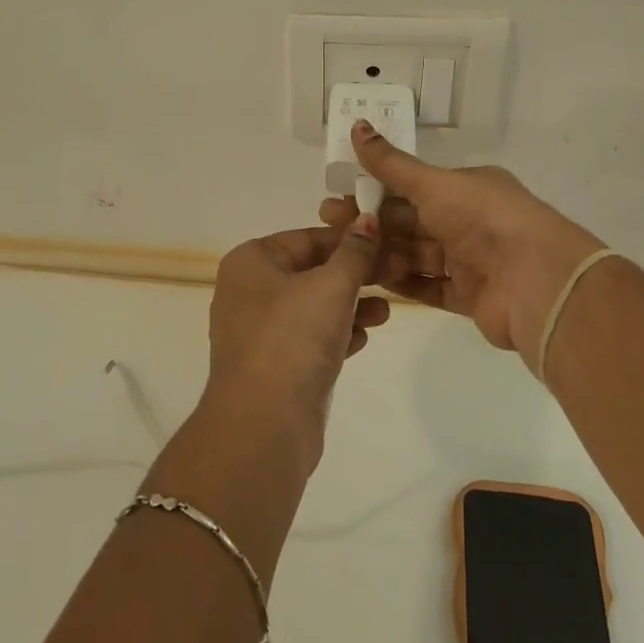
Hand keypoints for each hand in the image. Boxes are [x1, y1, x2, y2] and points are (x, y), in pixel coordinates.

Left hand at [205, 220, 388, 468]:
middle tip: (395, 276)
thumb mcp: (331, 286)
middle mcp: (248, 291)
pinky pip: (309, 338)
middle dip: (354, 275)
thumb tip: (367, 218)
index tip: (388, 244)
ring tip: (385, 313)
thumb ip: (354, 252)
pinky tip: (363, 340)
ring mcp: (258, 331)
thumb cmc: (294, 338)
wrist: (264, 424)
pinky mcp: (272, 365)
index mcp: (251, 262)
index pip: (308, 238)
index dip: (350, 239)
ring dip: (350, 306)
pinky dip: (336, 334)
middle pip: (310, 271)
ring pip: (312, 307)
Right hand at [319, 119, 606, 359]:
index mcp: (467, 188)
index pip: (412, 186)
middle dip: (372, 223)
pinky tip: (370, 281)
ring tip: (345, 256)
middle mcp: (470, 221)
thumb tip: (357, 126)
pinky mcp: (470, 297)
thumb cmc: (484, 219)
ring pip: (417, 255)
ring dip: (383, 253)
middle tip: (329, 226)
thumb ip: (392, 165)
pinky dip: (402, 283)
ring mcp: (471, 260)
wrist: (536, 282)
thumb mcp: (434, 184)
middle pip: (411, 222)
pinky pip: (428, 287)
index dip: (374, 189)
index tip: (338, 195)